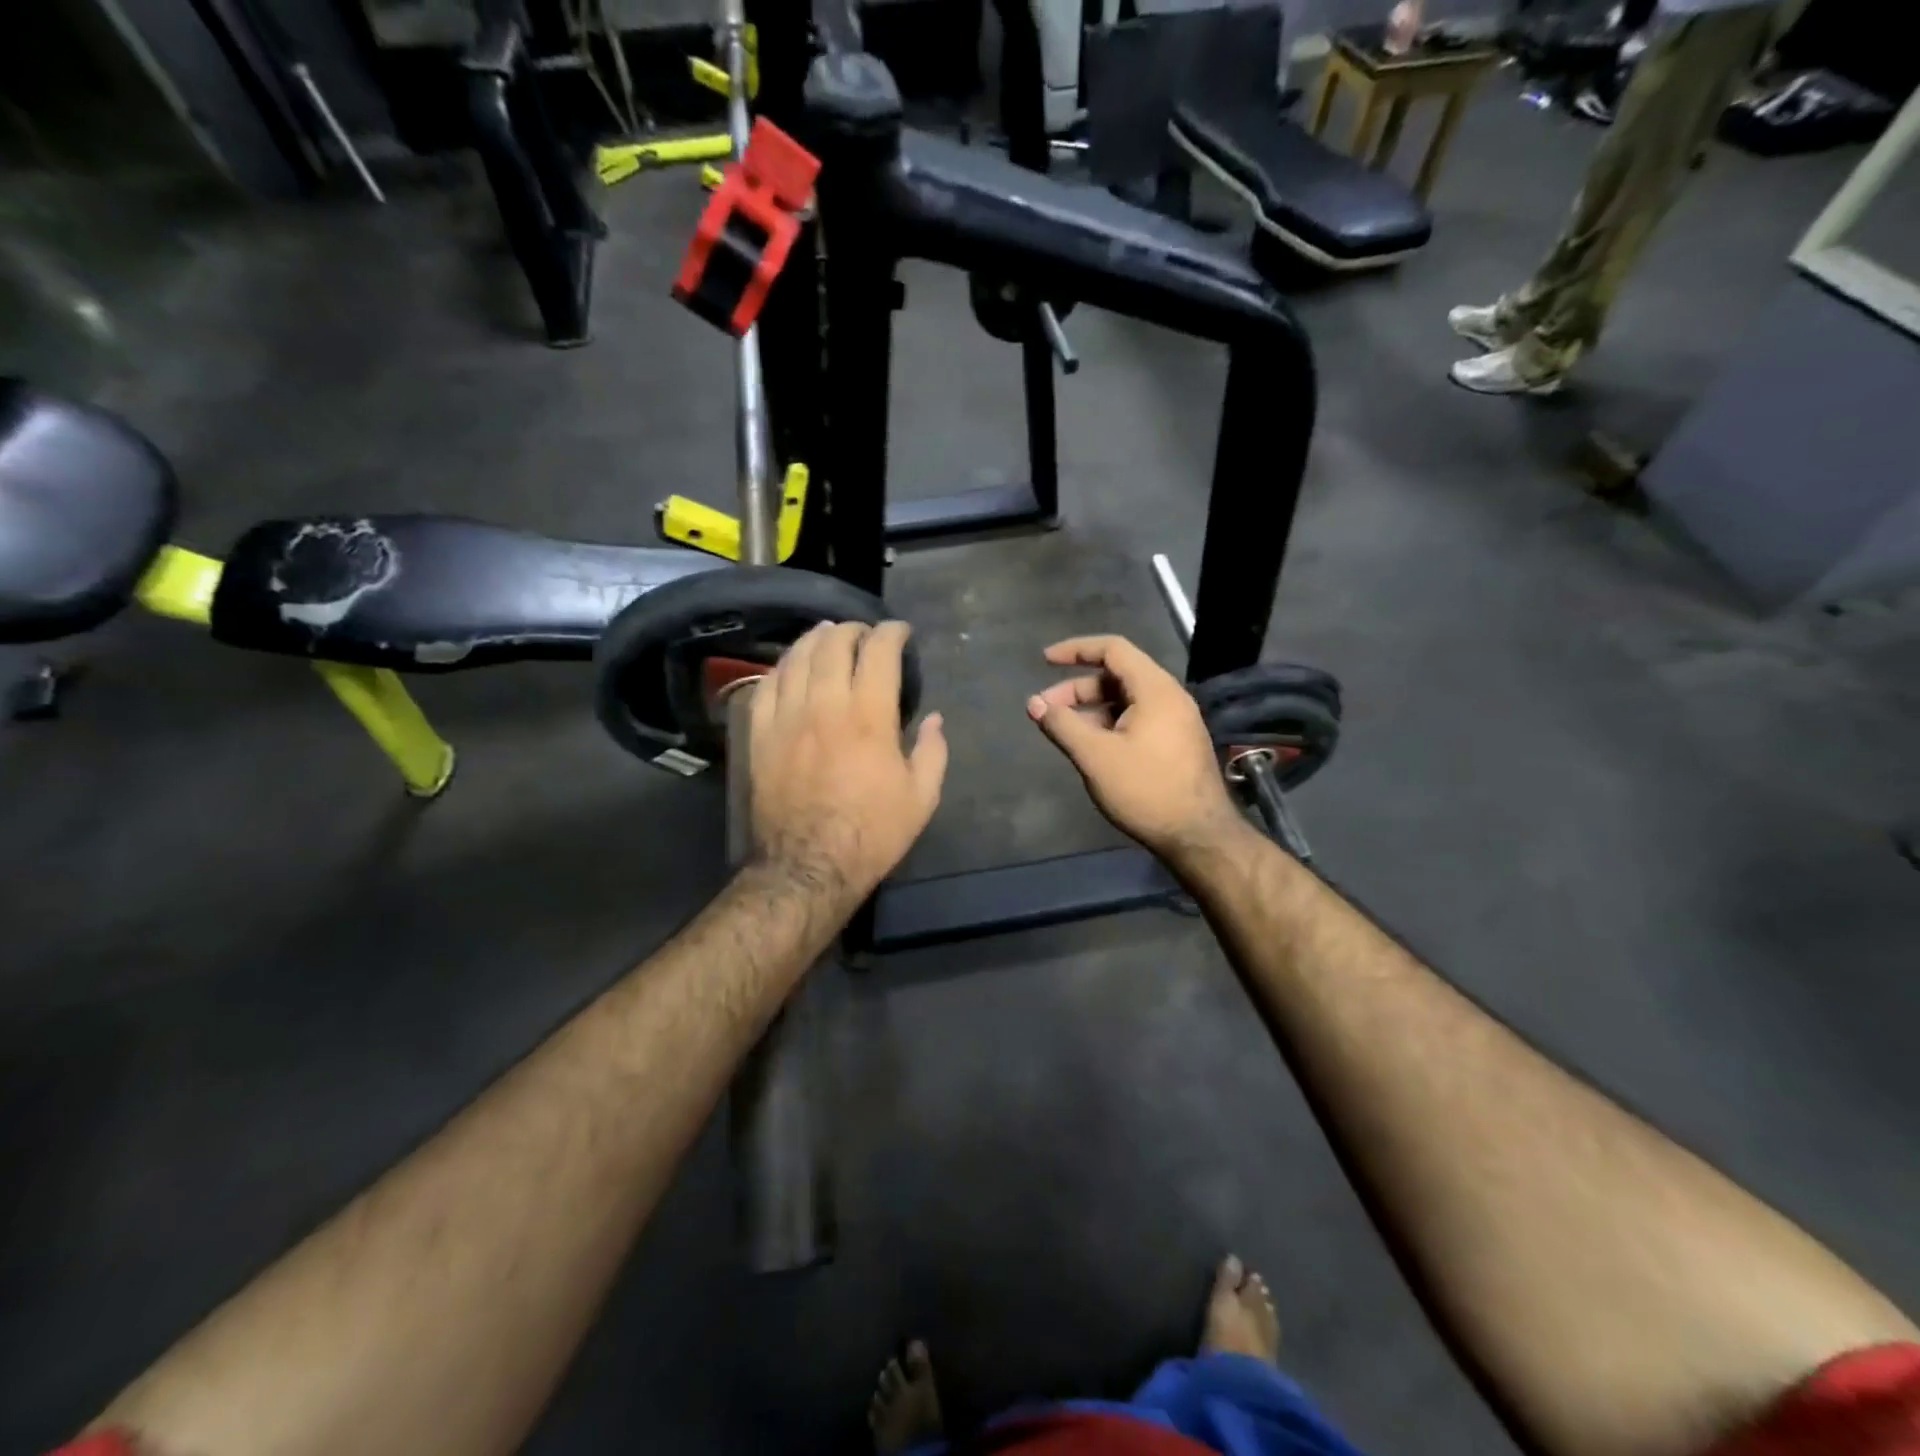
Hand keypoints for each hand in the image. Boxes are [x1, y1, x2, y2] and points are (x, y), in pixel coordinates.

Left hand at [749, 620, 946, 903]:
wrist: (809, 866)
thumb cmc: (872, 833)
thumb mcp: (921, 798)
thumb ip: (933, 751)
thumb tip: (935, 718)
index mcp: (870, 716)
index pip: (878, 652)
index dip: (891, 633)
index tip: (899, 631)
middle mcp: (825, 705)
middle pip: (832, 645)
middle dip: (851, 629)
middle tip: (863, 632)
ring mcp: (787, 718)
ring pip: (796, 659)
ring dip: (814, 640)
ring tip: (826, 636)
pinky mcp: (760, 736)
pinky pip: (765, 686)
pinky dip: (781, 668)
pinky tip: (790, 667)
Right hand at [1027, 635, 1243, 863]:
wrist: (1198, 835)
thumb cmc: (1145, 790)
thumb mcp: (1095, 756)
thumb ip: (1062, 725)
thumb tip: (1034, 703)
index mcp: (1155, 689)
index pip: (1112, 649)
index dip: (1076, 649)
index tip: (1044, 661)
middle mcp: (1169, 697)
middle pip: (1117, 675)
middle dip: (1076, 688)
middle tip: (1045, 709)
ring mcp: (1175, 721)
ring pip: (1125, 700)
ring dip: (1090, 709)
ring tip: (1062, 731)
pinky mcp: (1175, 743)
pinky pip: (1136, 719)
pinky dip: (1108, 724)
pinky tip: (1089, 746)